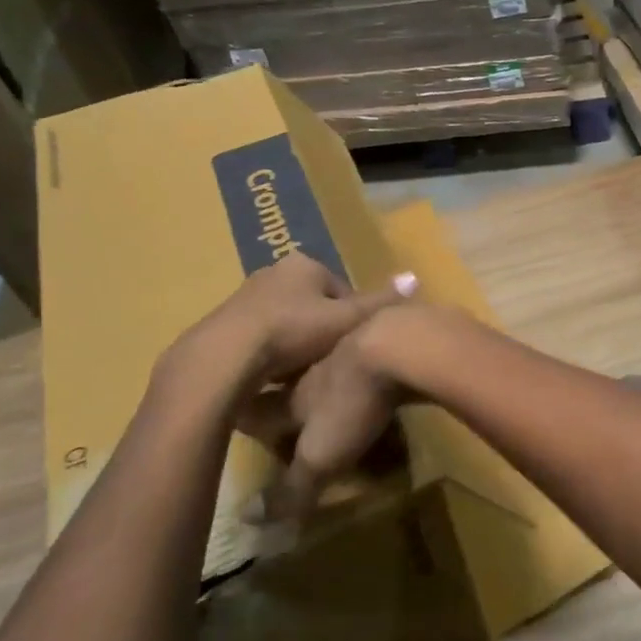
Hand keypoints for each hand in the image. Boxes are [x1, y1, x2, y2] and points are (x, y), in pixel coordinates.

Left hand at [159, 253, 416, 409]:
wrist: (227, 355)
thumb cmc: (294, 331)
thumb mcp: (347, 320)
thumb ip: (380, 302)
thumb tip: (415, 277)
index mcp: (304, 264)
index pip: (341, 290)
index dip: (352, 319)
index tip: (352, 345)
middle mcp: (274, 271)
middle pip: (313, 304)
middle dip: (323, 330)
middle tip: (331, 360)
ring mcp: (246, 295)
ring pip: (287, 320)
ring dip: (297, 342)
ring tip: (304, 372)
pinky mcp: (225, 321)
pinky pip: (262, 335)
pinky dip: (272, 352)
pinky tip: (276, 376)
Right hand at [263, 304, 425, 517]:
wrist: (398, 343)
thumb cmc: (351, 403)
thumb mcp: (319, 456)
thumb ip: (291, 488)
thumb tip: (248, 519)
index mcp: (297, 396)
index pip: (262, 409)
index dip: (249, 419)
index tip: (236, 420)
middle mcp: (321, 369)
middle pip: (297, 381)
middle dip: (289, 391)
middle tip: (286, 398)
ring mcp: (359, 350)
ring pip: (337, 362)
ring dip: (334, 374)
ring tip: (336, 386)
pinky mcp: (394, 342)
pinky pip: (378, 356)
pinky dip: (377, 366)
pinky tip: (387, 374)